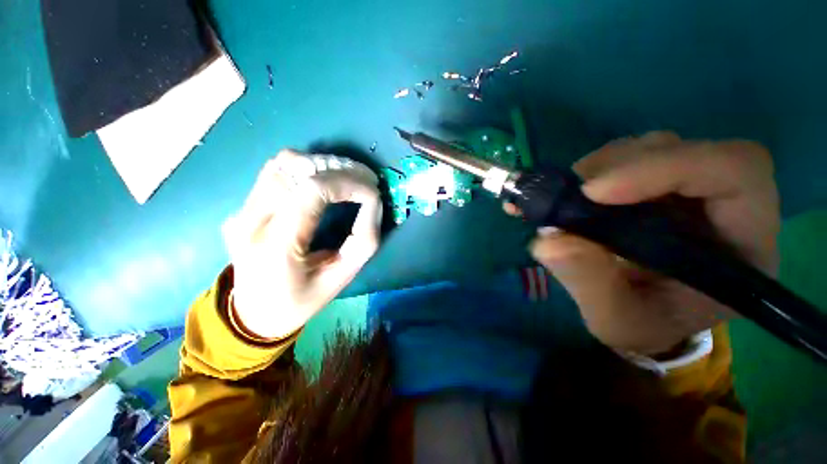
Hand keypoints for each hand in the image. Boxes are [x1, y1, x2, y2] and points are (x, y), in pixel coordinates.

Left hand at [223, 150, 381, 339]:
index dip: (349, 183)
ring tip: (349, 178)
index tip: (373, 191)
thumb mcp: (341, 278)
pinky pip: (276, 171)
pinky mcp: (242, 206)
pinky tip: (325, 180)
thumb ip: (363, 240)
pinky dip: (307, 167)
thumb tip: (373, 202)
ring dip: (324, 164)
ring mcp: (241, 210)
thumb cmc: (301, 301)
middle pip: (297, 167)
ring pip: (284, 162)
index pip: (313, 190)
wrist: (253, 314)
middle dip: (342, 169)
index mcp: (276, 246)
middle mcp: (251, 220)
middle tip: (368, 181)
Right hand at [508, 132, 779, 354]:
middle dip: (622, 164)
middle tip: (572, 193)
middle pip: (686, 150)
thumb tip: (548, 241)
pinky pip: (629, 158)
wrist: (643, 315)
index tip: (595, 192)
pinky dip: (594, 169)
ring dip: (604, 165)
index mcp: (742, 245)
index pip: (735, 172)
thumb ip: (590, 285)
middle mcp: (723, 204)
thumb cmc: (642, 324)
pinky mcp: (656, 186)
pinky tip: (572, 193)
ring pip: (654, 148)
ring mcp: (687, 190)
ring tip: (568, 196)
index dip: (666, 167)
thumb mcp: (615, 321)